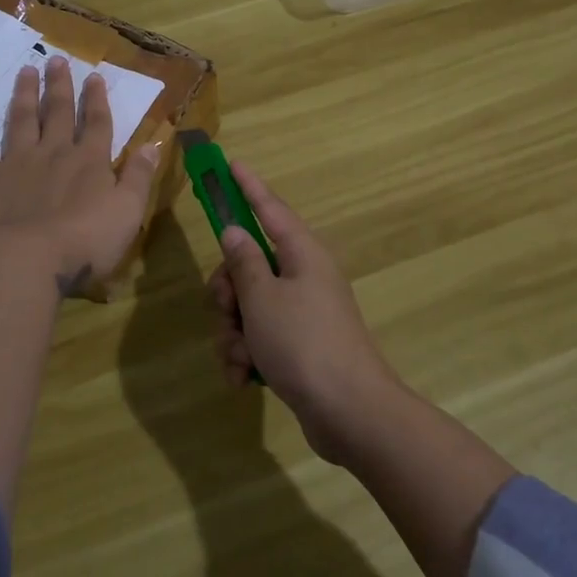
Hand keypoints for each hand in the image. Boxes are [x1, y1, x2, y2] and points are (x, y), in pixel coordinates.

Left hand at [0, 57, 159, 295]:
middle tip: (55, 59)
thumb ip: (139, 176)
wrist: (31, 258)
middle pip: (58, 113)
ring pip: (21, 121)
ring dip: (24, 95)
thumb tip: (153, 143)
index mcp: (90, 161)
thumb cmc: (87, 239)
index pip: (97, 123)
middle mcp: (54, 153)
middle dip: (59, 86)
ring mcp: (18, 163)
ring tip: (25, 71)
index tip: (94, 76)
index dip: (97, 99)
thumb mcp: (129, 210)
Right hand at [206, 160, 407, 462]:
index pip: (269, 208)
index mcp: (302, 254)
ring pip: (249, 306)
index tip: (231, 163)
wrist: (350, 413)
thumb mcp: (262, 299)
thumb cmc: (303, 344)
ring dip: (234, 331)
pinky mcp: (298, 346)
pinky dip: (246, 355)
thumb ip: (243, 262)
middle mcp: (303, 276)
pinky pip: (260, 337)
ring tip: (239, 357)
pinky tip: (242, 378)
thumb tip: (235, 231)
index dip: (247, 186)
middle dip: (228, 291)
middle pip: (249, 265)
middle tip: (226, 310)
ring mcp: (302, 313)